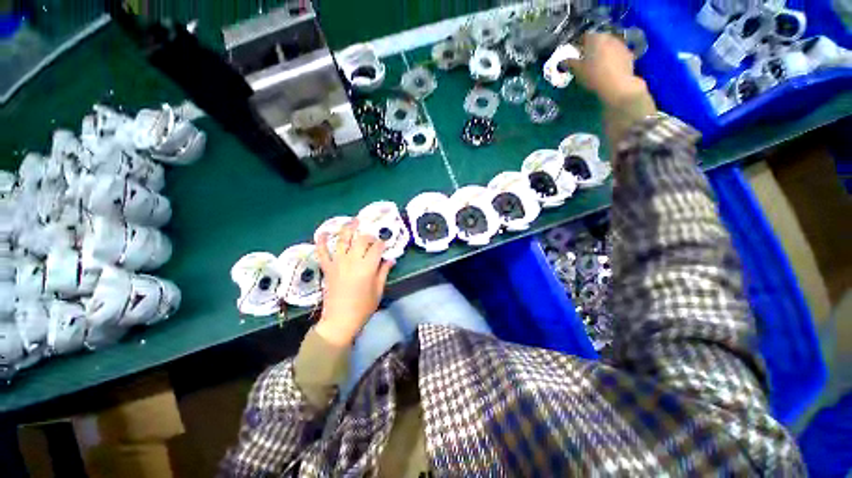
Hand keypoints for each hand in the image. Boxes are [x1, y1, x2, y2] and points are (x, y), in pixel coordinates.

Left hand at [314, 220, 393, 345]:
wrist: (340, 320)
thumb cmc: (363, 307)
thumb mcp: (378, 290)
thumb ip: (383, 272)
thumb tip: (391, 260)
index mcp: (367, 267)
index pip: (377, 248)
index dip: (382, 243)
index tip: (385, 244)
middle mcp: (352, 261)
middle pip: (362, 240)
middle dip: (369, 236)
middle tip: (372, 238)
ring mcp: (338, 263)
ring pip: (343, 240)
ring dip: (348, 228)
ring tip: (353, 220)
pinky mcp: (327, 268)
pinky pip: (322, 252)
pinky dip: (321, 242)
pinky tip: (322, 232)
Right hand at [567, 33, 649, 105]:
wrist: (618, 85)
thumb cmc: (594, 76)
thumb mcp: (577, 71)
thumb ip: (570, 63)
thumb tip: (563, 60)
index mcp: (595, 38)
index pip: (584, 36)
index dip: (578, 45)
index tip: (575, 54)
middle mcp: (609, 36)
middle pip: (598, 40)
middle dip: (591, 48)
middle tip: (585, 59)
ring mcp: (621, 44)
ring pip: (608, 45)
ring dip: (602, 52)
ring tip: (597, 64)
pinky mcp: (628, 53)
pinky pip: (617, 53)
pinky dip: (612, 58)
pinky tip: (608, 68)